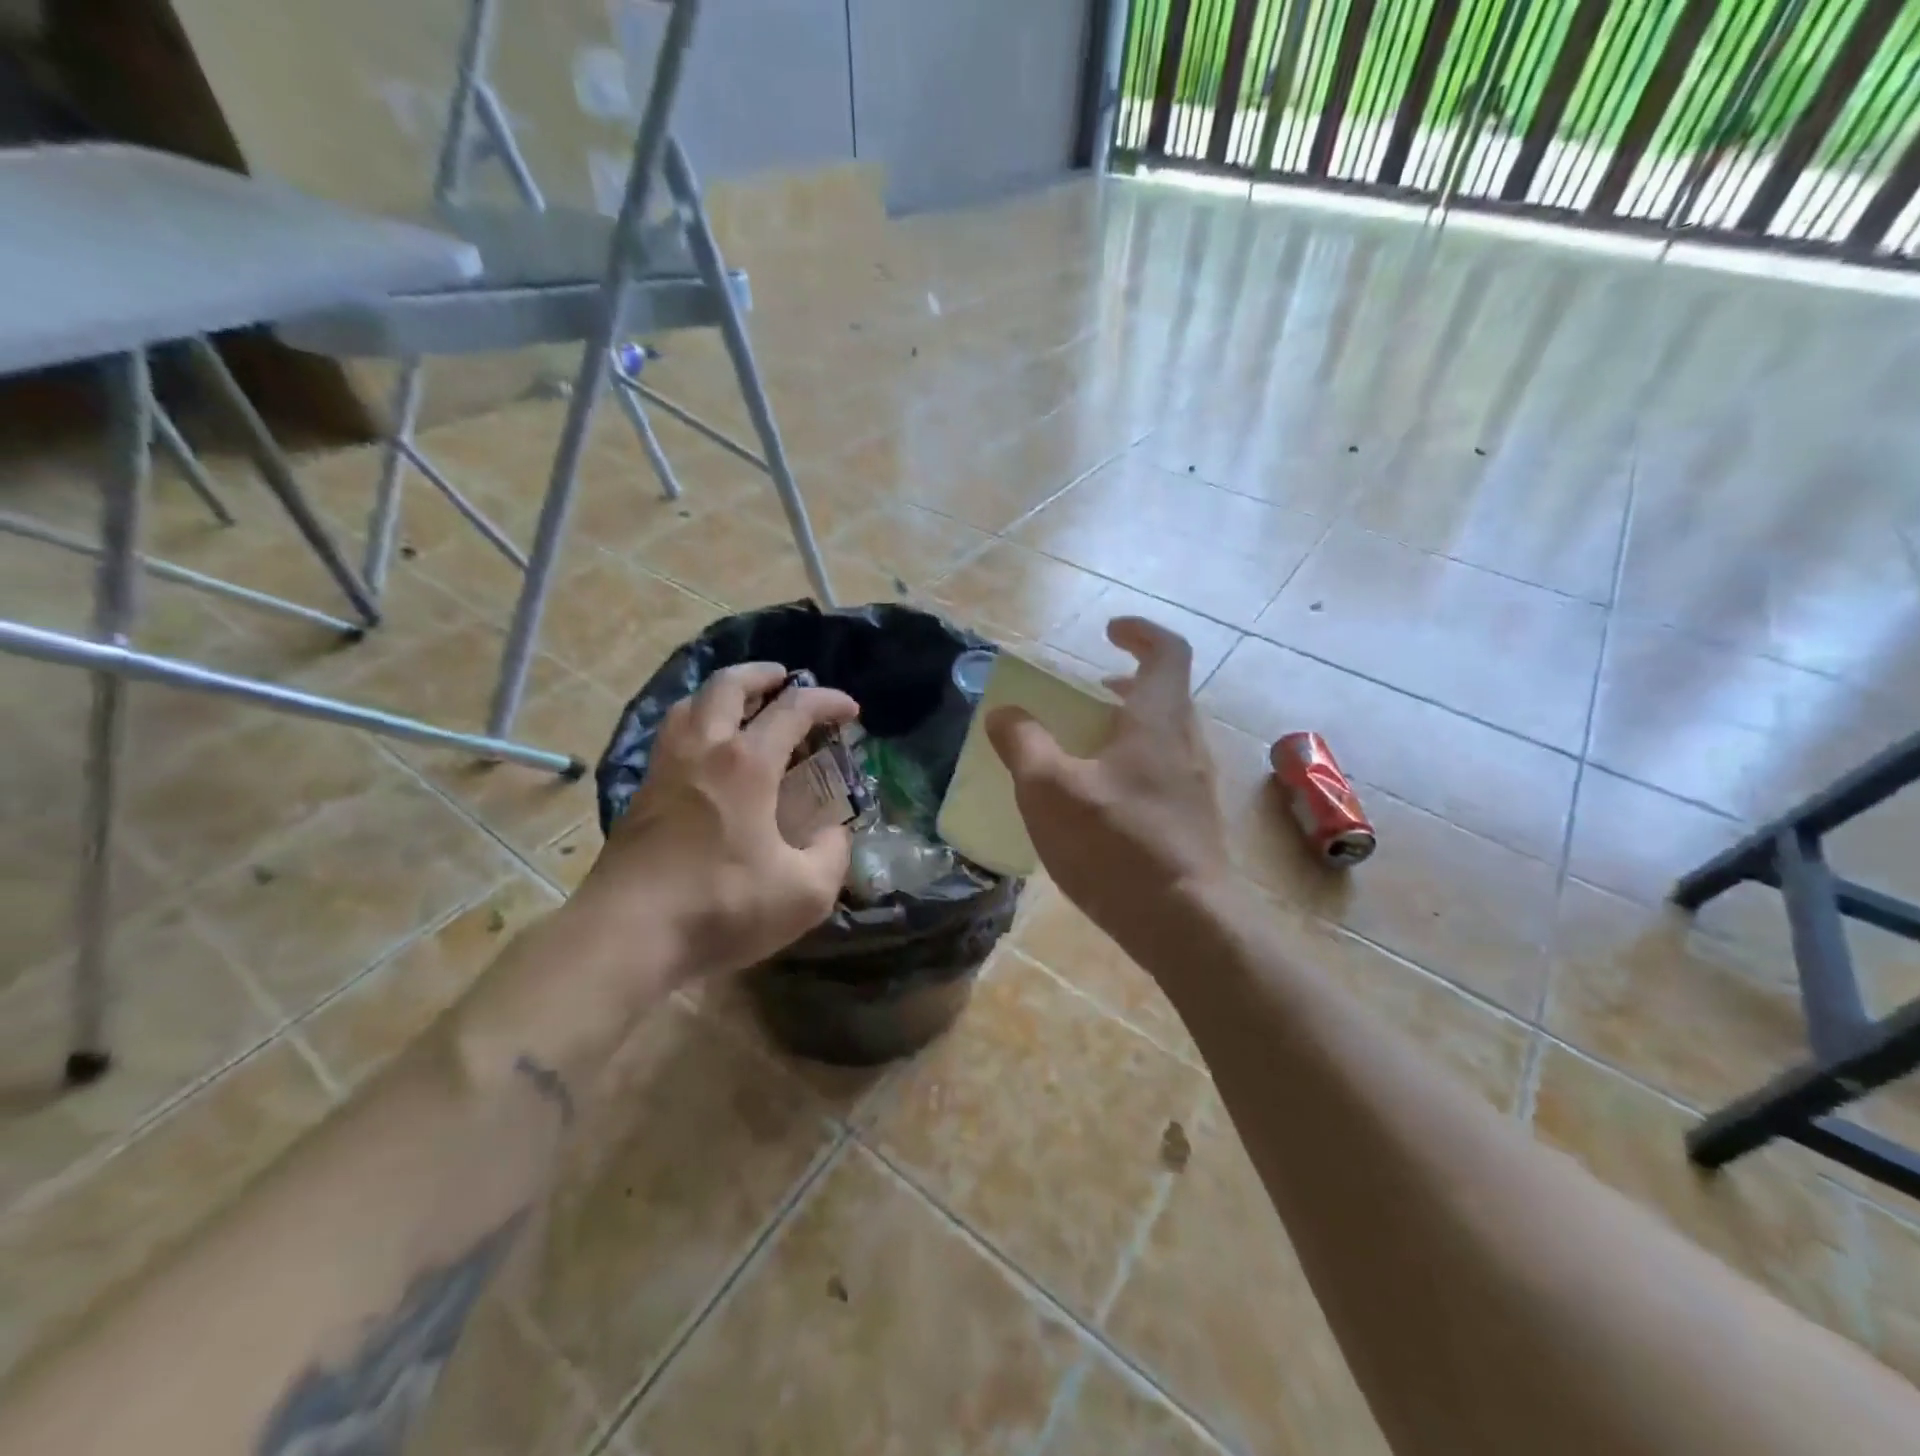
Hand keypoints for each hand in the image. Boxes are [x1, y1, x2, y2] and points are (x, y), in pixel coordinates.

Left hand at [583, 662, 858, 978]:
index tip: (851, 710)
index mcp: (746, 764)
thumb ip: (832, 856)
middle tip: (784, 680)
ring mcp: (664, 770)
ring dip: (720, 695)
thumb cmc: (722, 908)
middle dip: (761, 674)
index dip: (827, 701)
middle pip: (726, 685)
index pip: (793, 709)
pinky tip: (707, 758)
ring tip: (742, 710)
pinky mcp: (640, 796)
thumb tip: (834, 834)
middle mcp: (702, 751)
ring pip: (687, 705)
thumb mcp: (805, 894)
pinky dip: (694, 726)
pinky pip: (669, 737)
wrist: (626, 938)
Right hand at [987, 618, 1230, 952]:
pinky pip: (1163, 775)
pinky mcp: (1195, 823)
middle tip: (1083, 697)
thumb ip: (1023, 744)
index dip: (1139, 633)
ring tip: (1082, 752)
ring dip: (1125, 730)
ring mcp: (1197, 786)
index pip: (1166, 652)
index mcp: (1159, 720)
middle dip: (1122, 687)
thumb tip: (1004, 715)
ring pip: (1163, 738)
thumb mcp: (1050, 790)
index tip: (1109, 632)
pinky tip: (1099, 806)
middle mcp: (1187, 744)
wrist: (1185, 923)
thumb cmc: (1116, 844)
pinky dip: (1132, 768)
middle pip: (1164, 695)